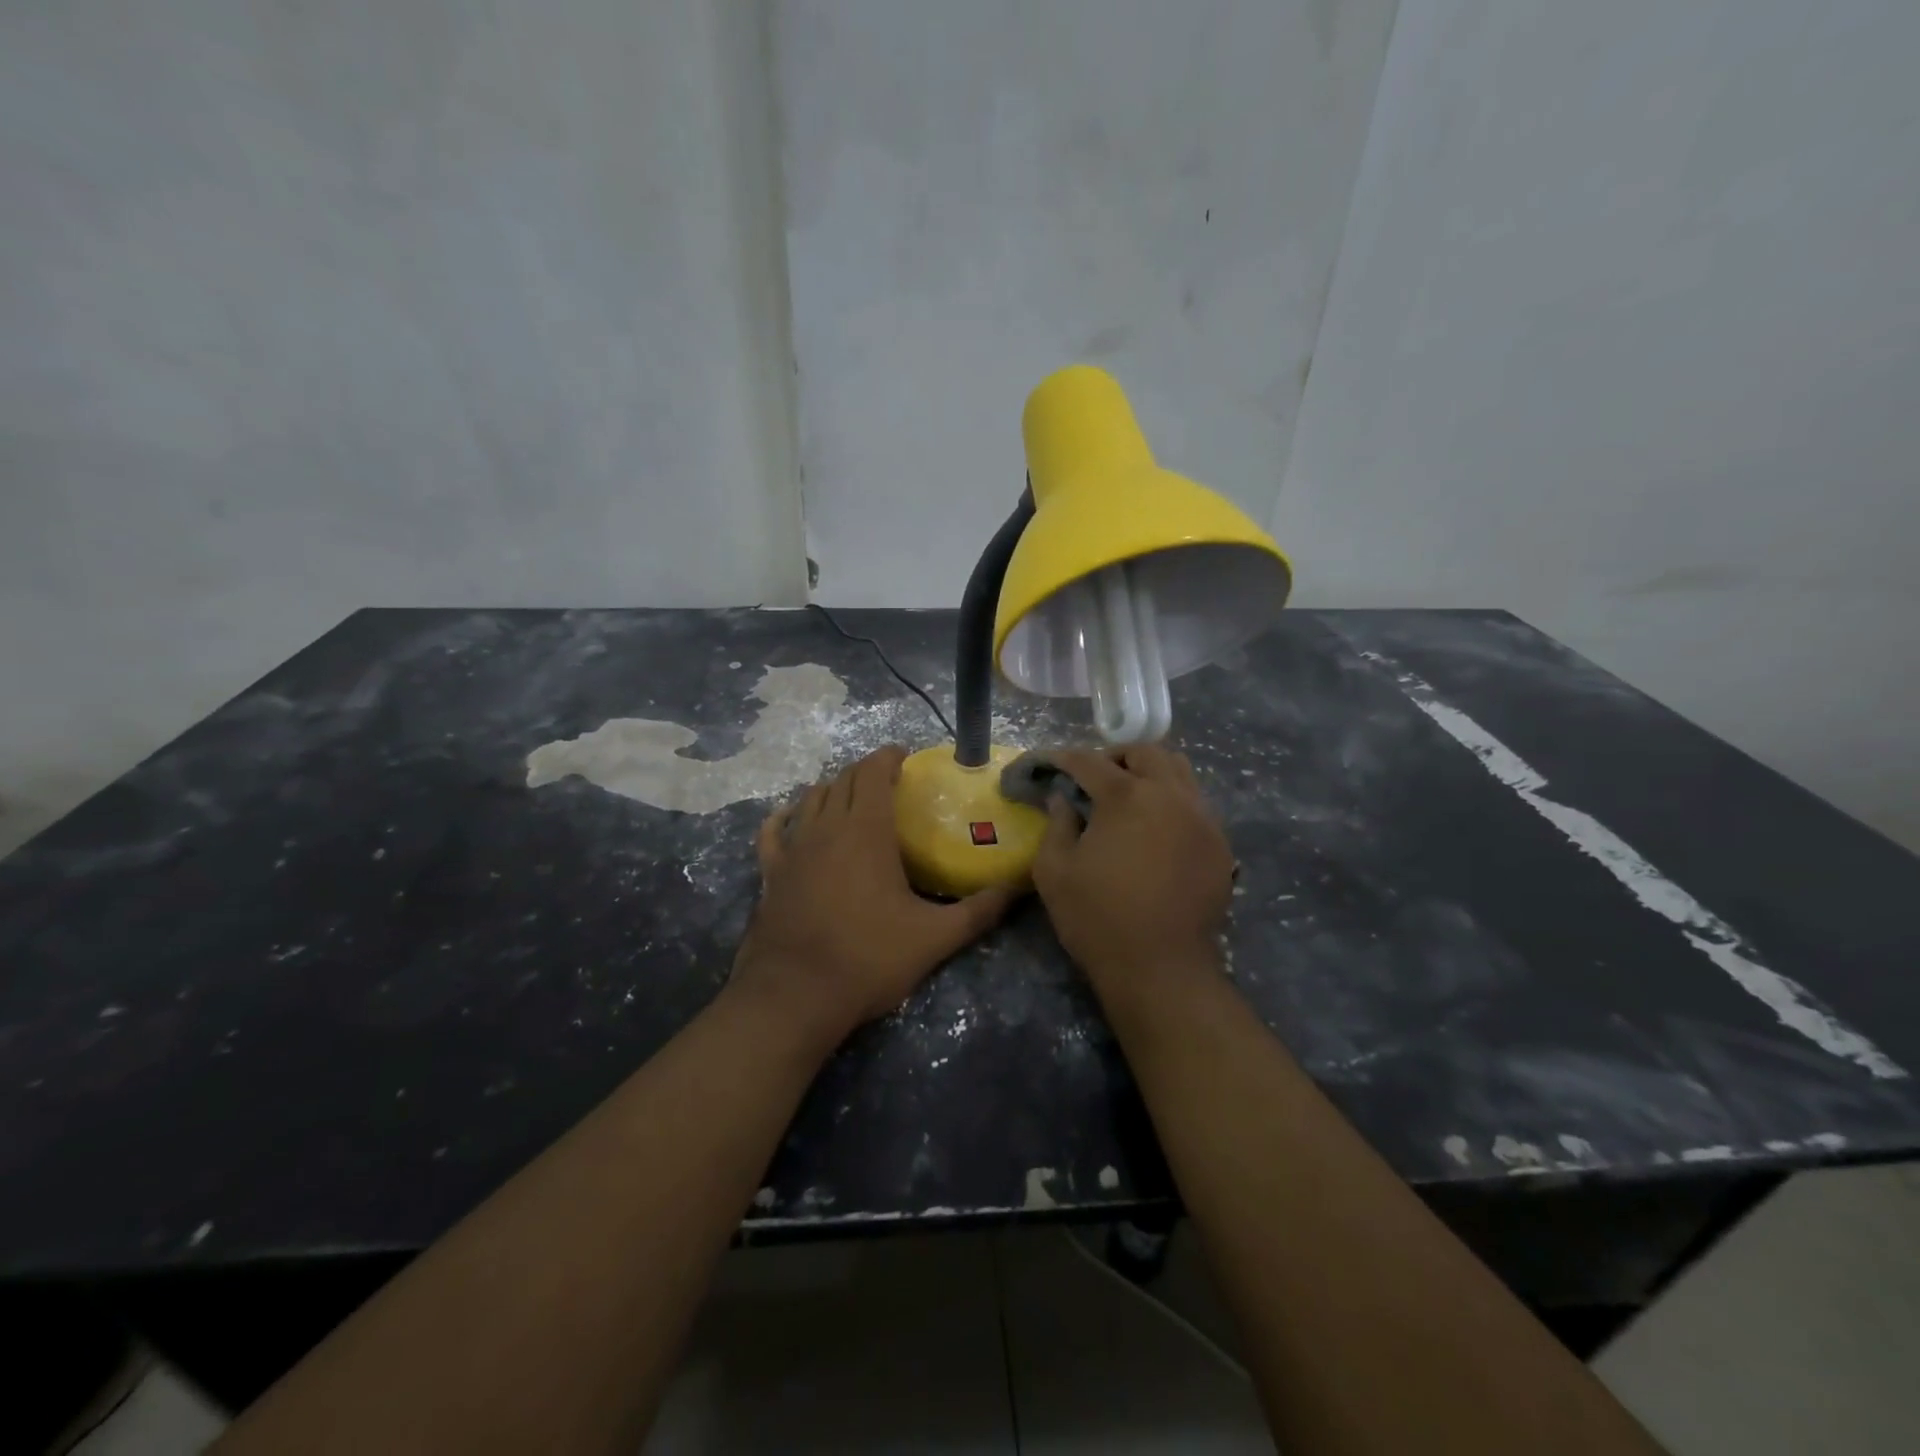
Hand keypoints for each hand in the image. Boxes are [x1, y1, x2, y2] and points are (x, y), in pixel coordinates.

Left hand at [732, 746, 1017, 1044]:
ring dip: (832, 790)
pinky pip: (773, 832)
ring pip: (810, 799)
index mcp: (866, 830)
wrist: (795, 995)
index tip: (905, 757)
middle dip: (866, 771)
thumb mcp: (934, 937)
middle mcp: (827, 827)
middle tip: (888, 780)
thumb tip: (1020, 888)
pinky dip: (784, 818)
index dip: (888, 757)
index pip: (874, 772)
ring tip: (851, 797)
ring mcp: (793, 848)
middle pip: (844, 780)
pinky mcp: (770, 872)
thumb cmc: (868, 958)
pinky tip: (789, 819)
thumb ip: (980, 911)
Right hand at [1032, 744, 1233, 983]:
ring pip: (1180, 771)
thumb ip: (1056, 824)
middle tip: (1094, 778)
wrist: (1160, 968)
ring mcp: (1202, 818)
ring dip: (1151, 773)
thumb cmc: (1097, 917)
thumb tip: (1062, 799)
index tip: (1050, 764)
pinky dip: (1173, 801)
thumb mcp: (1054, 871)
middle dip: (1116, 757)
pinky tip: (1157, 829)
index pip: (1090, 761)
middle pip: (1146, 753)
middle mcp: (1171, 795)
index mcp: (1126, 796)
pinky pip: (1197, 804)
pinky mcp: (1220, 844)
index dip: (1064, 759)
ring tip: (1130, 796)